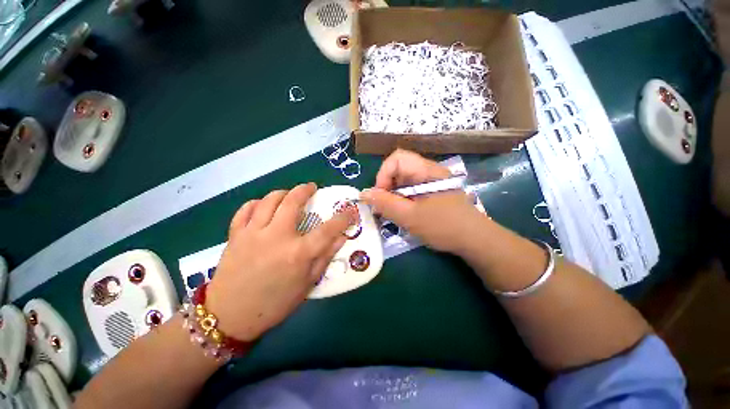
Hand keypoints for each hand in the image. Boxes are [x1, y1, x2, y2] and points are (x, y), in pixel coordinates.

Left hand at [206, 183, 352, 340]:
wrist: (230, 317)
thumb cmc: (275, 303)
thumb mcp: (307, 284)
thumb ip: (325, 257)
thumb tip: (342, 238)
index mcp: (298, 253)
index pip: (327, 230)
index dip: (342, 218)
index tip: (349, 211)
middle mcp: (276, 237)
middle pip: (292, 202)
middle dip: (305, 190)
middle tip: (311, 188)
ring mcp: (253, 234)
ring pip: (268, 201)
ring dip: (282, 193)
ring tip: (289, 195)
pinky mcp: (235, 235)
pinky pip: (245, 210)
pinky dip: (256, 203)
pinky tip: (262, 206)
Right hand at [359, 149, 485, 253]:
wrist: (474, 240)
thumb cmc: (444, 227)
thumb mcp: (410, 217)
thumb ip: (385, 204)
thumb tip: (363, 193)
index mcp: (426, 171)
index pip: (397, 158)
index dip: (383, 174)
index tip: (380, 196)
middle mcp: (428, 171)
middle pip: (398, 169)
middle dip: (386, 187)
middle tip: (383, 208)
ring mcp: (430, 182)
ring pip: (402, 181)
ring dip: (392, 195)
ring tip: (392, 213)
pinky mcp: (430, 192)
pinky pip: (409, 190)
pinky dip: (401, 200)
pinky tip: (402, 213)